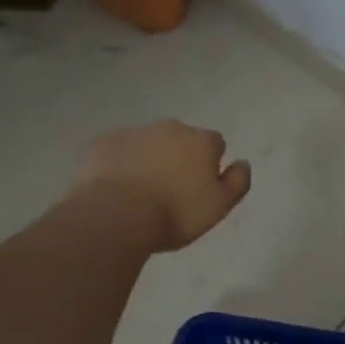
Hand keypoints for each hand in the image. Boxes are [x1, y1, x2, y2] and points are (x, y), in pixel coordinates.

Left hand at [73, 120, 251, 251]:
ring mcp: (133, 132)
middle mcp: (170, 128)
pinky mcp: (102, 143)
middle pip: (180, 139)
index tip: (200, 187)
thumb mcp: (220, 206)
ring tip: (140, 192)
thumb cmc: (176, 213)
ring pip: (147, 143)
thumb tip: (242, 162)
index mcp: (201, 141)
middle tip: (170, 190)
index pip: (215, 144)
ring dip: (149, 159)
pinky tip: (115, 188)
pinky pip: (117, 151)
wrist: (116, 216)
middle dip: (178, 157)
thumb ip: (238, 181)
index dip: (210, 164)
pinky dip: (119, 163)